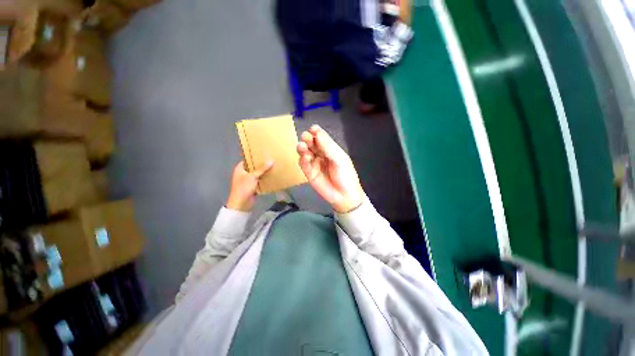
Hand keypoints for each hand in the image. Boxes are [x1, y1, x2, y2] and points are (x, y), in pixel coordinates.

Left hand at [226, 160, 273, 211]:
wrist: (241, 203)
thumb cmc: (244, 188)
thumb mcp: (253, 176)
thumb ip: (262, 169)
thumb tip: (271, 160)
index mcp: (240, 168)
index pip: (248, 159)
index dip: (255, 156)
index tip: (264, 153)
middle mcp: (243, 173)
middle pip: (254, 166)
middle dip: (261, 164)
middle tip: (271, 159)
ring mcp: (248, 180)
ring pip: (258, 174)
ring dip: (264, 172)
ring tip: (274, 166)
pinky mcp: (253, 186)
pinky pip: (260, 180)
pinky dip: (265, 179)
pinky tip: (272, 176)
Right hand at [297, 125, 364, 212]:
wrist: (344, 196)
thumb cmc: (346, 176)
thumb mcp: (340, 160)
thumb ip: (328, 147)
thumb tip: (317, 132)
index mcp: (330, 149)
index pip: (321, 138)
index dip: (316, 132)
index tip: (312, 129)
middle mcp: (321, 154)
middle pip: (311, 143)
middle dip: (308, 138)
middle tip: (305, 137)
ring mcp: (314, 163)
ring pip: (305, 152)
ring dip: (302, 148)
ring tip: (302, 146)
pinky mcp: (309, 173)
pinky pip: (303, 164)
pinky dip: (303, 159)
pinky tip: (305, 157)